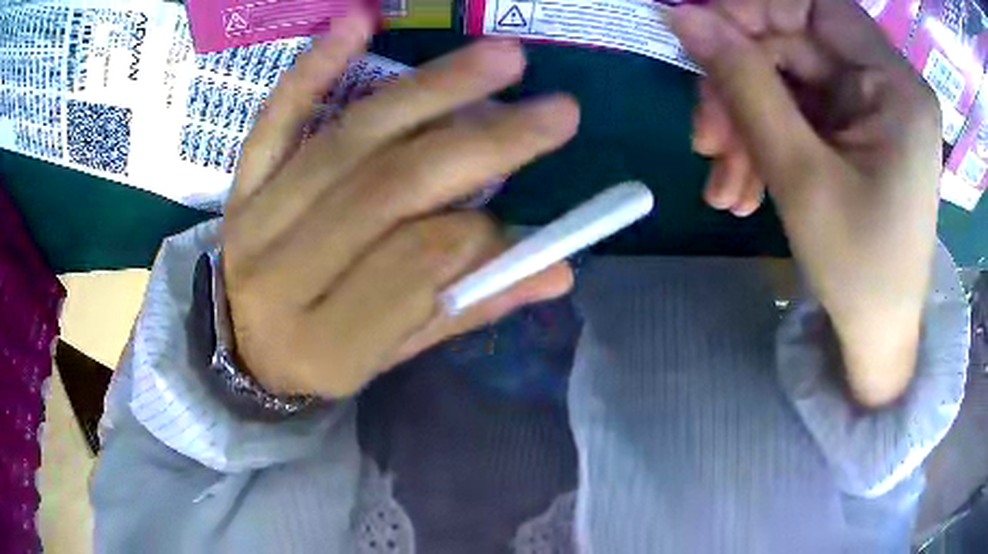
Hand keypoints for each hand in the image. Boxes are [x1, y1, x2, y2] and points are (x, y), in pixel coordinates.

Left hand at [222, 13, 578, 398]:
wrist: (241, 349)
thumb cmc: (322, 359)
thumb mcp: (393, 356)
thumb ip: (466, 311)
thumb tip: (558, 271)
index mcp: (326, 344)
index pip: (416, 268)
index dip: (481, 236)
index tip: (521, 222)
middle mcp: (282, 276)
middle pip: (389, 190)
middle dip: (484, 143)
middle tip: (557, 111)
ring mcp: (254, 220)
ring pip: (348, 141)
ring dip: (430, 90)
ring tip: (501, 58)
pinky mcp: (241, 185)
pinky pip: (275, 119)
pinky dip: (315, 67)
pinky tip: (358, 22)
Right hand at [670, 0, 941, 405]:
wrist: (875, 335)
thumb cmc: (857, 270)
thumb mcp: (800, 175)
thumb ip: (743, 83)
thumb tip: (683, 16)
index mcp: (895, 85)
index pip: (813, 4)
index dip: (752, 9)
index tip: (698, 36)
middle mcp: (887, 83)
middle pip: (794, 44)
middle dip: (740, 85)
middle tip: (704, 140)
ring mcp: (871, 106)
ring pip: (788, 79)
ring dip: (745, 122)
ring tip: (722, 182)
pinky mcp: (855, 129)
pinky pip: (798, 112)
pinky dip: (764, 141)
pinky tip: (742, 186)